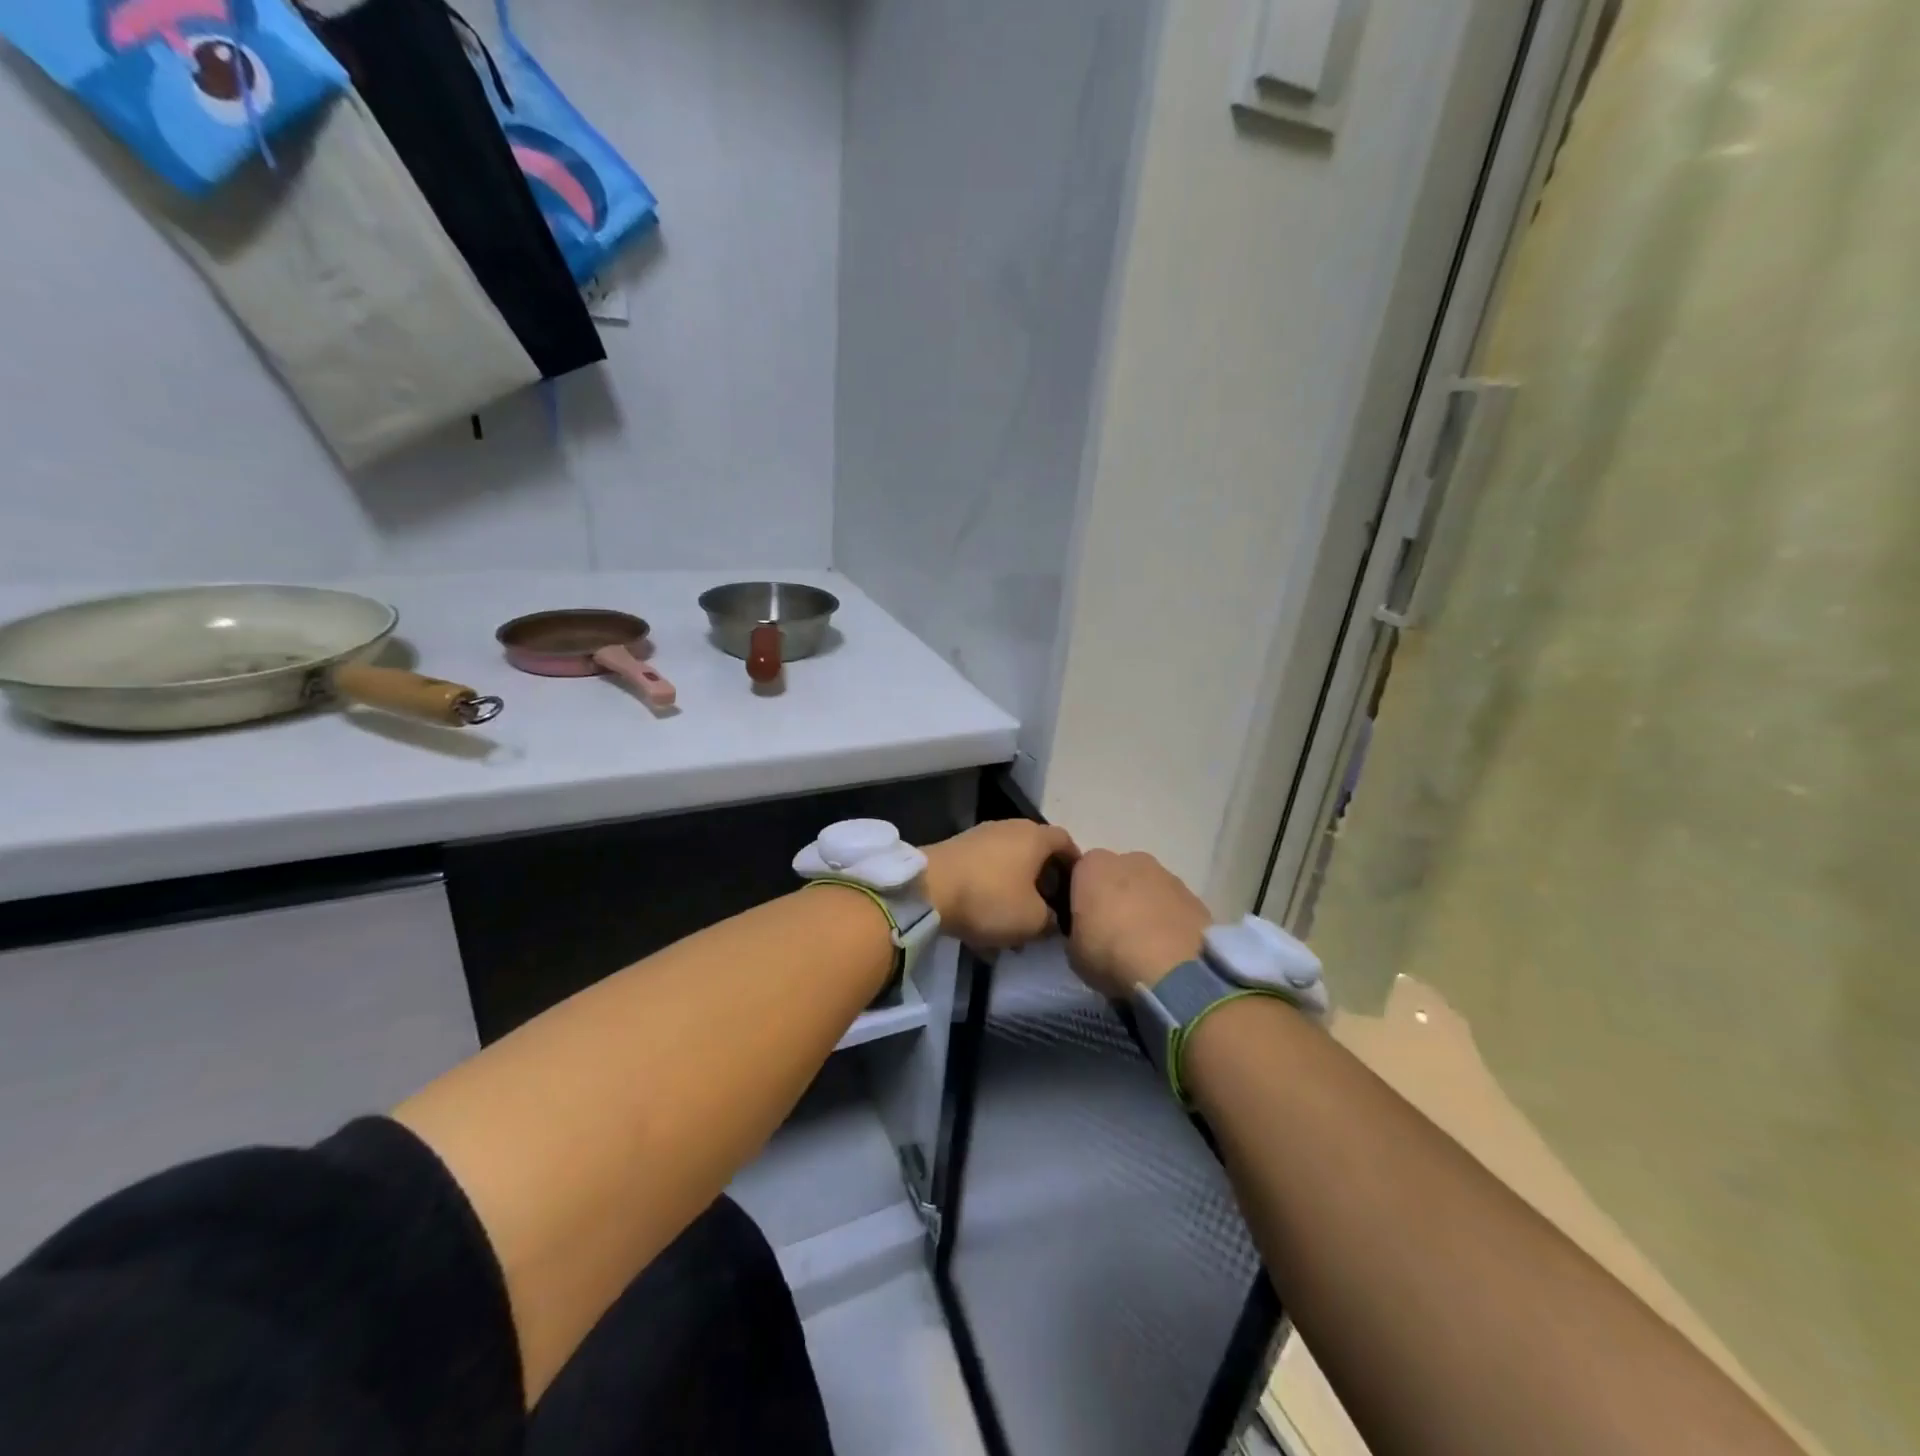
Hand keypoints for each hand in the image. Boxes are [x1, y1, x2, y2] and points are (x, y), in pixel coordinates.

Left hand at [922, 821, 1078, 950]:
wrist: (927, 890)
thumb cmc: (990, 899)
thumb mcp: (1033, 920)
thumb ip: (1052, 920)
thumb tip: (1053, 919)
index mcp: (1035, 836)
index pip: (1067, 843)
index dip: (1076, 868)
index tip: (1078, 894)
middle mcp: (1010, 827)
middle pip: (1037, 853)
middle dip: (1044, 882)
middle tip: (1048, 912)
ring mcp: (981, 836)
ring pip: (1009, 864)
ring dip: (1016, 890)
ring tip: (1015, 924)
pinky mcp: (957, 850)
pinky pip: (986, 870)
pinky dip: (992, 891)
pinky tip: (986, 921)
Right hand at [1067, 849, 1211, 999]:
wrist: (1172, 969)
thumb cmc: (1109, 953)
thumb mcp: (1073, 951)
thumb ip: (1077, 931)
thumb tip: (1087, 933)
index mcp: (1092, 866)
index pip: (1079, 874)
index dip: (1081, 898)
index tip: (1083, 923)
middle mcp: (1129, 859)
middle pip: (1117, 875)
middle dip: (1115, 896)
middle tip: (1114, 932)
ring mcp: (1166, 874)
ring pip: (1148, 887)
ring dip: (1145, 906)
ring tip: (1145, 944)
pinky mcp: (1194, 895)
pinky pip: (1173, 905)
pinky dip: (1169, 920)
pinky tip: (1168, 948)